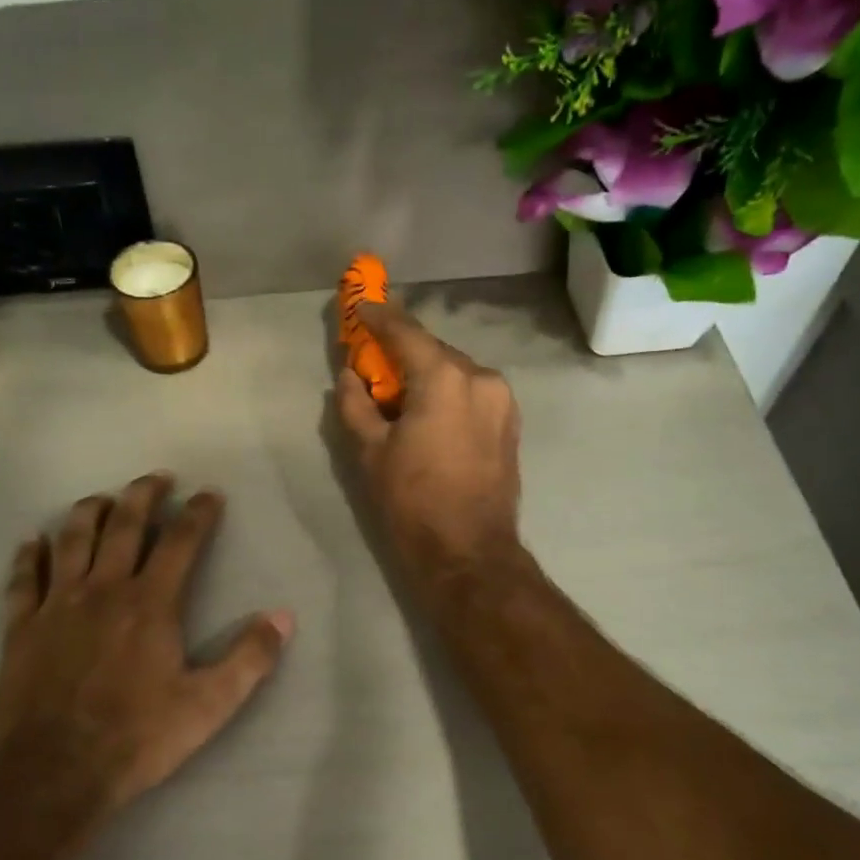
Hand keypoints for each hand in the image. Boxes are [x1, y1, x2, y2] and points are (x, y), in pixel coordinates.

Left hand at [0, 474, 293, 831]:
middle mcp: (104, 590)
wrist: (56, 771)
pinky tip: (33, 541)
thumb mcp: (209, 704)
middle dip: (143, 495)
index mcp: (151, 603)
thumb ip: (249, 658)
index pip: (180, 541)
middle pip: (124, 526)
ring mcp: (58, 605)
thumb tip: (283, 617)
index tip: (209, 494)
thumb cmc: (139, 737)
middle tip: (156, 478)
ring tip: (102, 498)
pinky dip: (29, 555)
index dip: (198, 513)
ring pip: (72, 540)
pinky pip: (24, 578)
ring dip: (89, 511)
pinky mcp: (22, 627)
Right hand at [335, 303, 523, 582]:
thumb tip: (349, 377)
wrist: (468, 553)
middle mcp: (481, 378)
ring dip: (427, 377)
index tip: (361, 306)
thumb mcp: (370, 453)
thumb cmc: (412, 502)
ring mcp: (502, 401)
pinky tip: (428, 417)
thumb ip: (355, 405)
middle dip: (403, 354)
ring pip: (455, 374)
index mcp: (445, 378)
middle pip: (434, 352)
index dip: (380, 317)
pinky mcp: (509, 425)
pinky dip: (447, 395)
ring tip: (400, 400)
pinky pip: (471, 395)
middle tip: (374, 364)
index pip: (407, 333)